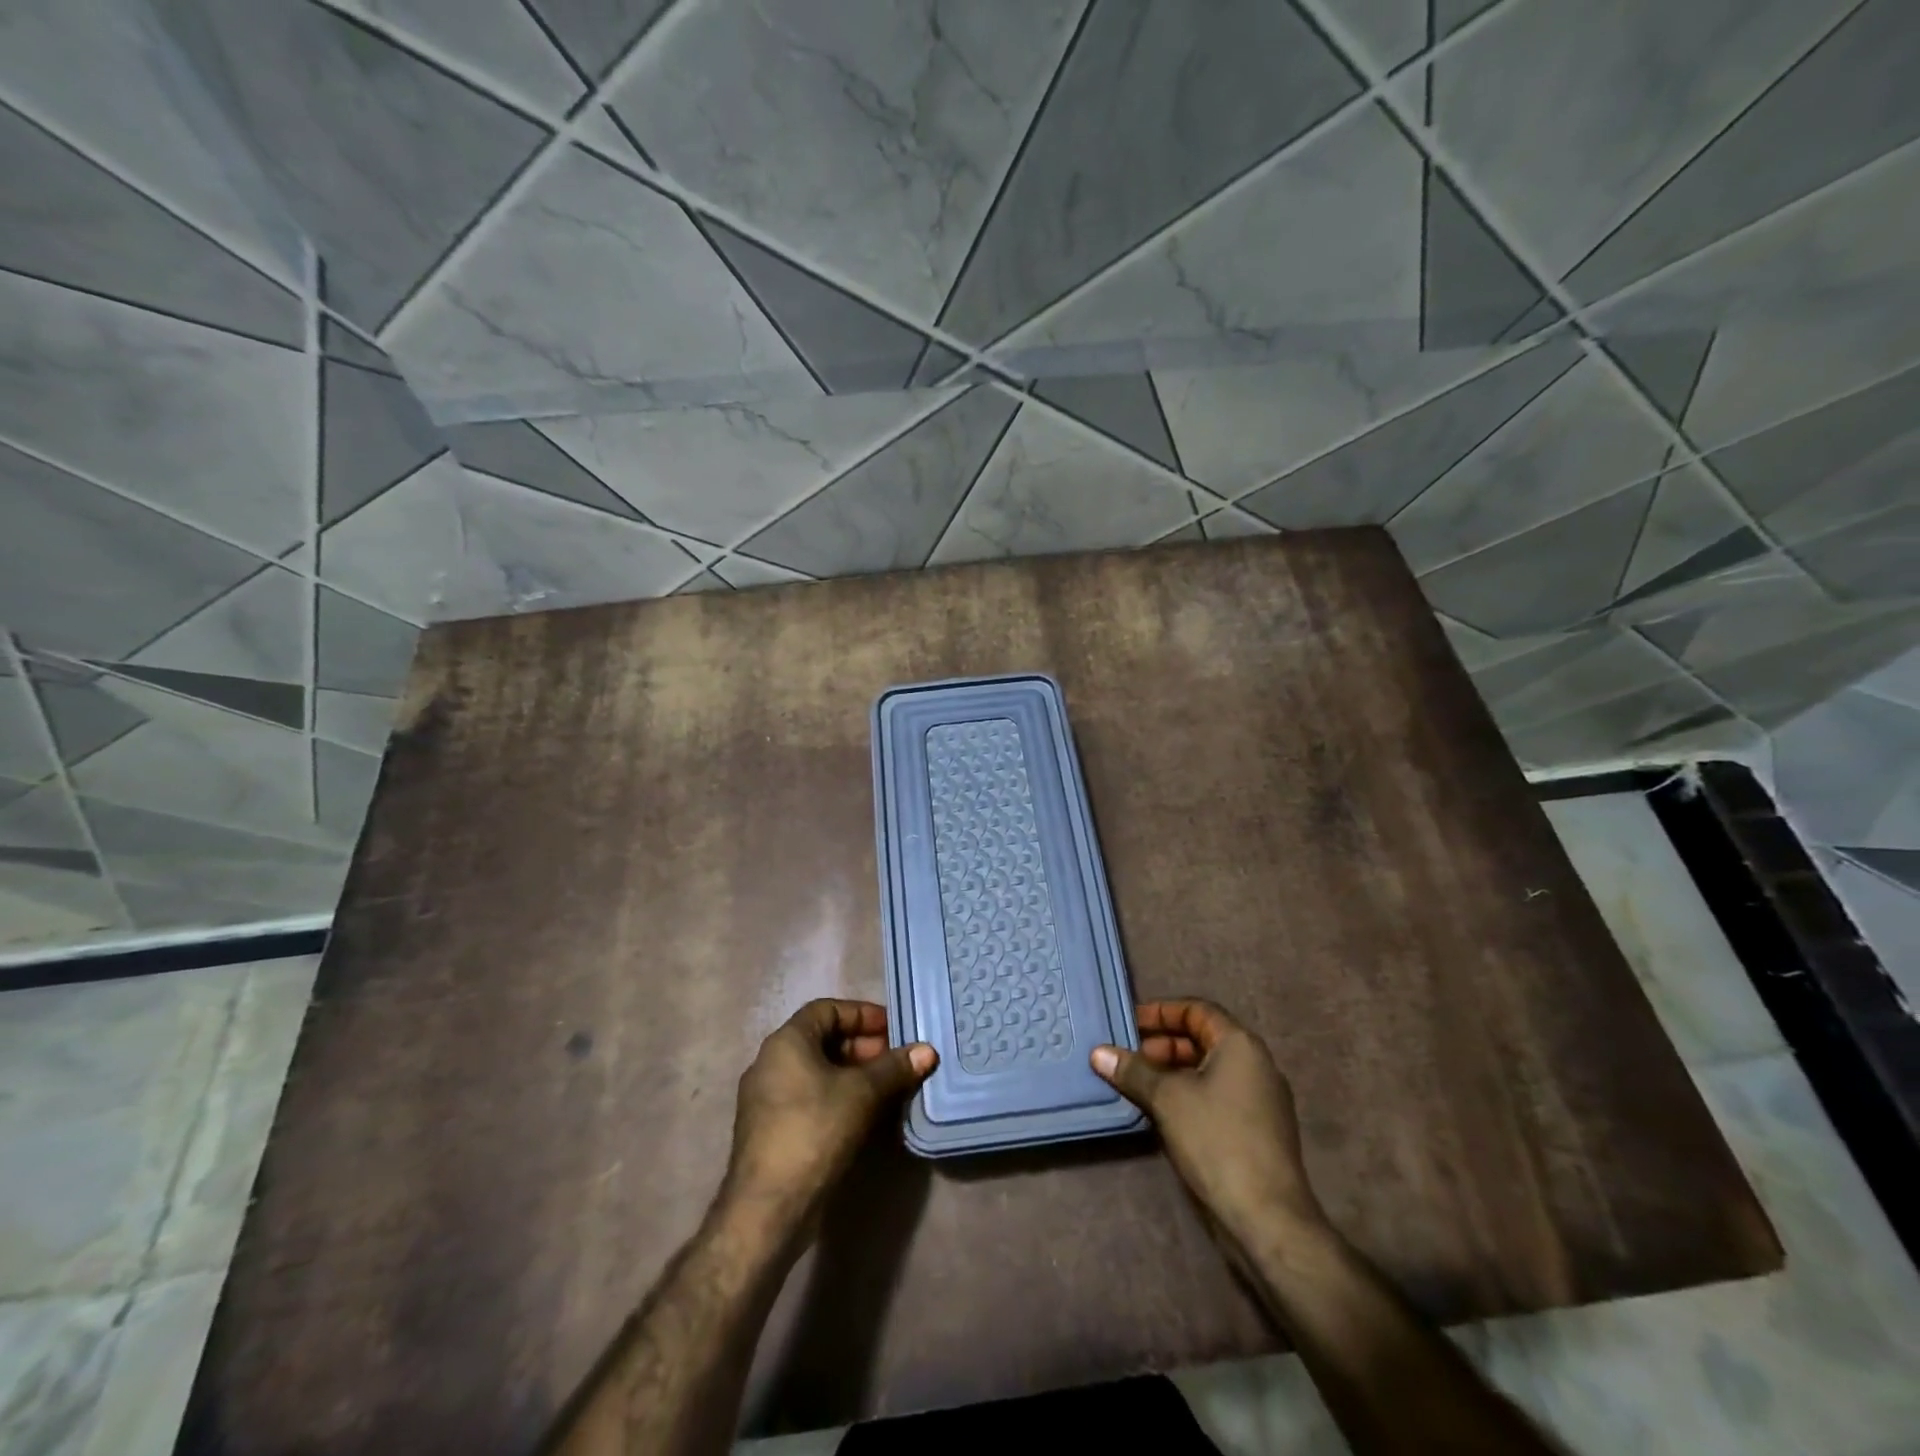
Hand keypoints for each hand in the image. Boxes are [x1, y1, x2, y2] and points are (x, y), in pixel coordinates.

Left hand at [724, 999, 935, 1220]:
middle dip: (863, 1047)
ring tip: (888, 1088)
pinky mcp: (770, 1129)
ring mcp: (767, 1098)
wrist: (767, 1209)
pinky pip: (809, 1096)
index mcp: (786, 1042)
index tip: (894, 1029)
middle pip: (823, 1039)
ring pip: (817, 1071)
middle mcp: (770, 1062)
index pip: (828, 1009)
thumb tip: (927, 1050)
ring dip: (853, 1074)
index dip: (863, 1014)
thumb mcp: (862, 1094)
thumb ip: (894, 1068)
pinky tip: (864, 1115)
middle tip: (897, 1061)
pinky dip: (838, 1096)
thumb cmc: (814, 1131)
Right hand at [1092, 999, 1325, 1245]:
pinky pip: (1215, 1096)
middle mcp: (1255, 1064)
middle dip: (1162, 1045)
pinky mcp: (1256, 1130)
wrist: (1267, 1218)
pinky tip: (1159, 1112)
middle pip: (1202, 1039)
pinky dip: (1187, 1095)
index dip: (1161, 1012)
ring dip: (1171, 1073)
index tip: (1129, 1024)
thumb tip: (1098, 1052)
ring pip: (1207, 1070)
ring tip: (1135, 1084)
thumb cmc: (1217, 1140)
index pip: (1197, 1010)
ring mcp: (1259, 1099)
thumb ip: (1133, 1070)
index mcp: (1240, 1044)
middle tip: (1127, 1057)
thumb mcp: (1167, 1098)